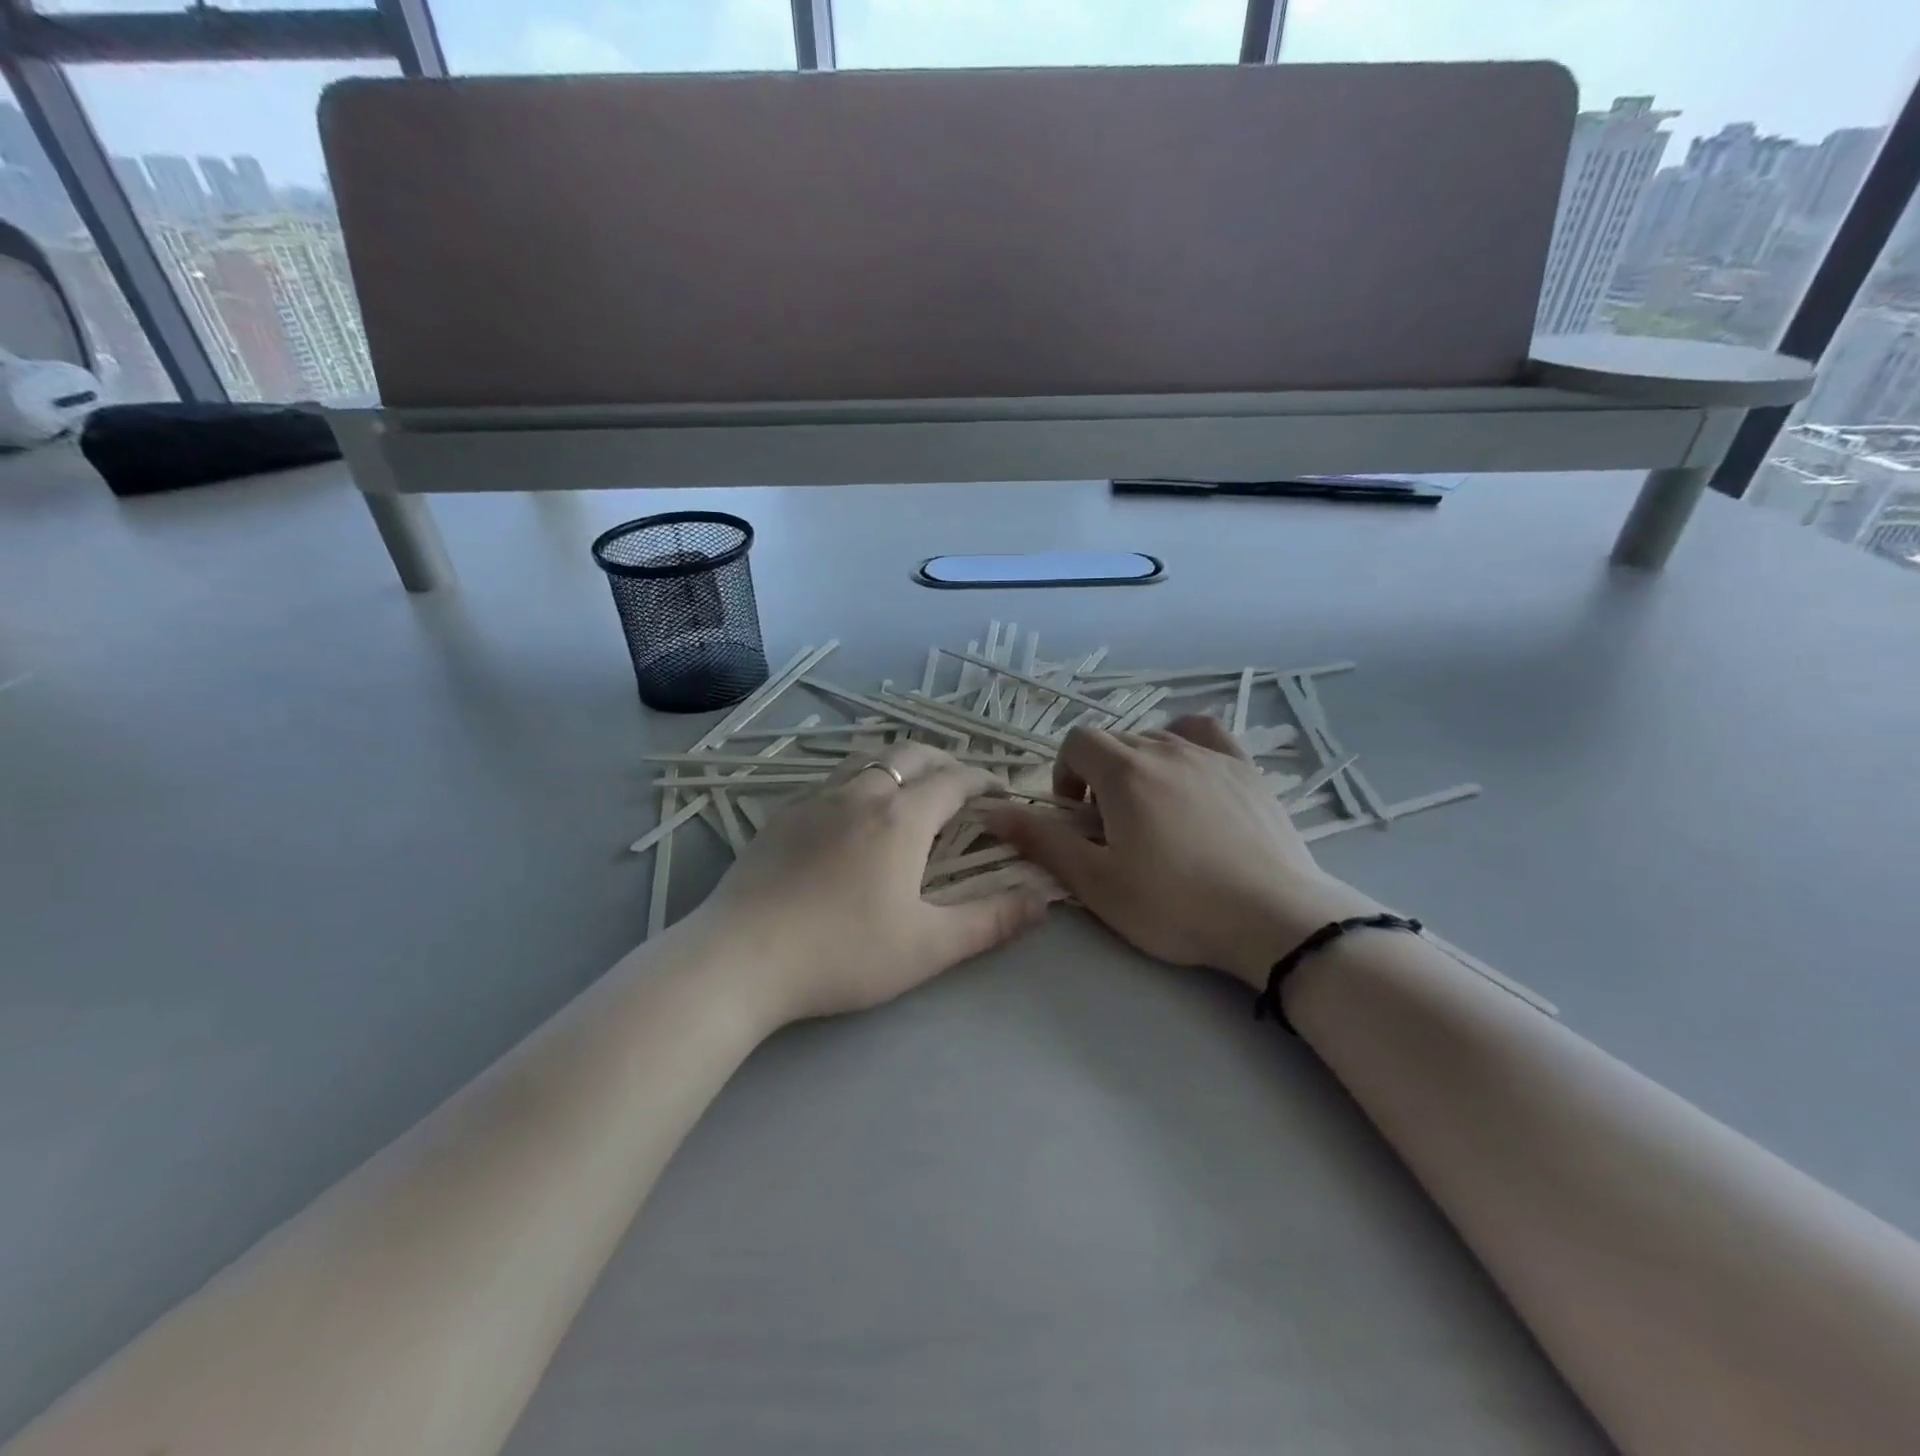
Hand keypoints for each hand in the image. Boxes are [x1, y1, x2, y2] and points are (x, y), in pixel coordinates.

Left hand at [694, 743, 1049, 1025]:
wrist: (740, 958)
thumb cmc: (843, 953)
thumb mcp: (929, 946)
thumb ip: (992, 921)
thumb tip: (1045, 900)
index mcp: (901, 818)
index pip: (954, 781)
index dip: (983, 780)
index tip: (1000, 790)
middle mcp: (860, 794)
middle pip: (911, 755)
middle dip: (944, 761)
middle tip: (960, 784)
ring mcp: (815, 801)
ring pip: (867, 760)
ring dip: (899, 765)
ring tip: (910, 789)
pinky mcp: (782, 817)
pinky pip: (831, 781)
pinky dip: (859, 782)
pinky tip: (851, 816)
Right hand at [984, 716, 1378, 989]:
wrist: (1273, 918)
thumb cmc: (1175, 904)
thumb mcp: (1096, 882)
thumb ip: (1042, 841)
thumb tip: (992, 811)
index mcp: (1124, 771)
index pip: (1077, 742)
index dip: (1065, 774)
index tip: (1077, 816)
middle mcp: (1165, 748)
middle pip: (1116, 742)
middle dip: (1100, 777)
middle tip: (1112, 829)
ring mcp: (1211, 755)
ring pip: (1157, 740)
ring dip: (1140, 767)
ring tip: (1152, 813)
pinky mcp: (1246, 769)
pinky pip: (1205, 735)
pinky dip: (1185, 745)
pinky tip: (1190, 774)